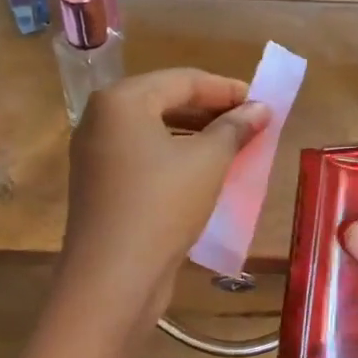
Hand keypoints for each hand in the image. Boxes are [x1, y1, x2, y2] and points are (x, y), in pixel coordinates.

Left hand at [61, 69, 269, 335]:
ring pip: (154, 131)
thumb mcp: (208, 162)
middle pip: (165, 101)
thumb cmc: (162, 205)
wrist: (112, 278)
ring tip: (234, 146)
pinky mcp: (98, 184)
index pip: (182, 80)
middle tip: (251, 124)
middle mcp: (100, 119)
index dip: (226, 89)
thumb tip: (261, 109)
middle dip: (211, 111)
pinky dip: (174, 156)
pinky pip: (142, 156)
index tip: (262, 102)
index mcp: (121, 100)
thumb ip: (235, 128)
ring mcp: (94, 153)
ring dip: (195, 135)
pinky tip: (202, 171)